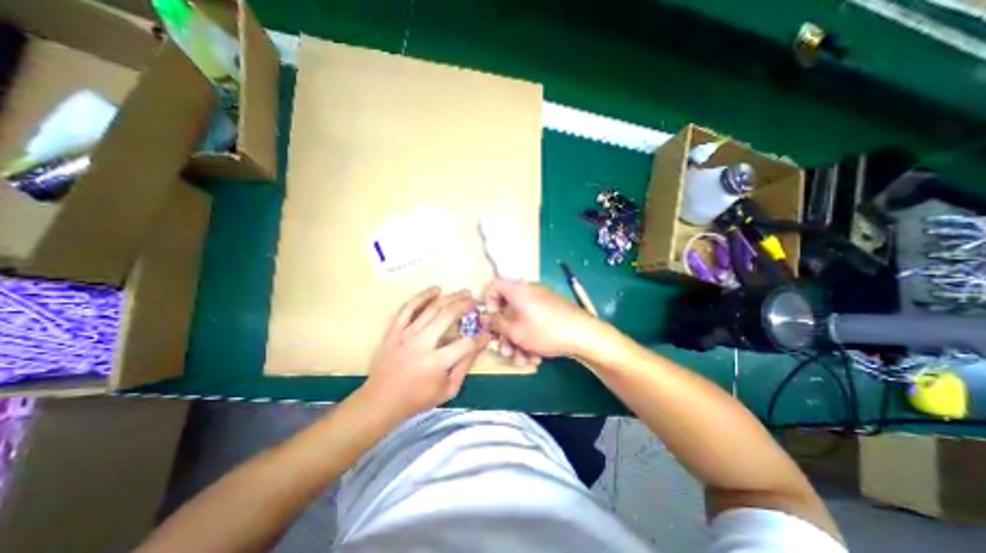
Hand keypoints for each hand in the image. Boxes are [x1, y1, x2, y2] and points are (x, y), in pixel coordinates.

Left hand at [361, 287, 488, 416]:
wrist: (381, 400)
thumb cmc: (417, 398)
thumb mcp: (448, 390)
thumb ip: (464, 367)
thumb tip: (478, 346)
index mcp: (436, 362)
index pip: (466, 344)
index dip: (480, 337)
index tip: (487, 332)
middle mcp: (422, 343)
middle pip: (448, 316)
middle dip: (465, 305)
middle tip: (474, 300)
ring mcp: (406, 334)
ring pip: (431, 308)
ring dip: (450, 297)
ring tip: (462, 292)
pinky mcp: (394, 330)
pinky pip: (408, 308)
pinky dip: (422, 296)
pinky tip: (435, 290)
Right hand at [484, 279, 600, 365]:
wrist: (584, 335)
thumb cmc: (544, 331)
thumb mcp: (514, 330)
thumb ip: (495, 323)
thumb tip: (486, 317)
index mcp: (517, 289)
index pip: (494, 286)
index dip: (488, 302)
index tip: (491, 320)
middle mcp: (528, 292)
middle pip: (507, 309)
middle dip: (505, 333)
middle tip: (506, 350)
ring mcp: (541, 302)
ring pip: (521, 320)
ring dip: (518, 341)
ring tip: (522, 360)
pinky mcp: (551, 313)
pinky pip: (534, 323)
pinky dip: (531, 338)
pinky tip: (535, 357)